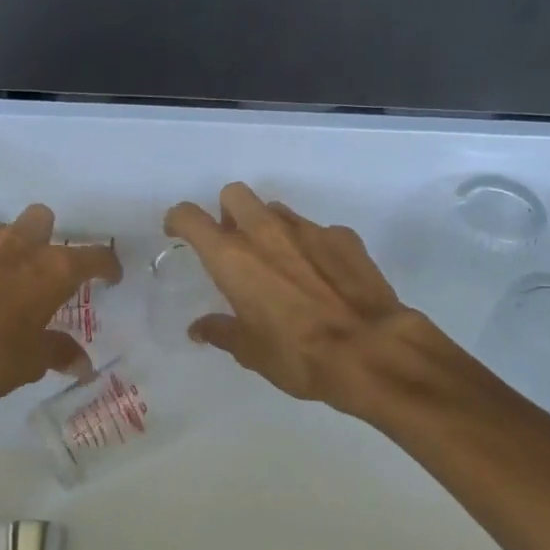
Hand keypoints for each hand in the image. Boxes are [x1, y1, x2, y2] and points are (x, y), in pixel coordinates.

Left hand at [0, 204, 121, 407]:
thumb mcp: (30, 362)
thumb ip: (58, 353)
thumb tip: (82, 364)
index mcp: (52, 269)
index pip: (94, 256)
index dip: (106, 265)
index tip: (111, 276)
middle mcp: (19, 246)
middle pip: (42, 219)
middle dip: (46, 237)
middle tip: (41, 269)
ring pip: (0, 231)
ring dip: (5, 250)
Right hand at [163, 183, 425, 415]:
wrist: (371, 350)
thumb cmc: (299, 355)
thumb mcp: (251, 351)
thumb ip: (222, 331)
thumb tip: (200, 328)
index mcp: (233, 258)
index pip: (191, 217)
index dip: (179, 220)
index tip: (179, 232)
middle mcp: (266, 232)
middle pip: (235, 194)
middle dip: (228, 212)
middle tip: (234, 243)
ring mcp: (308, 229)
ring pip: (276, 210)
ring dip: (268, 227)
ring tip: (279, 262)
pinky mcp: (343, 236)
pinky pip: (315, 230)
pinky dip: (310, 246)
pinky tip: (321, 276)